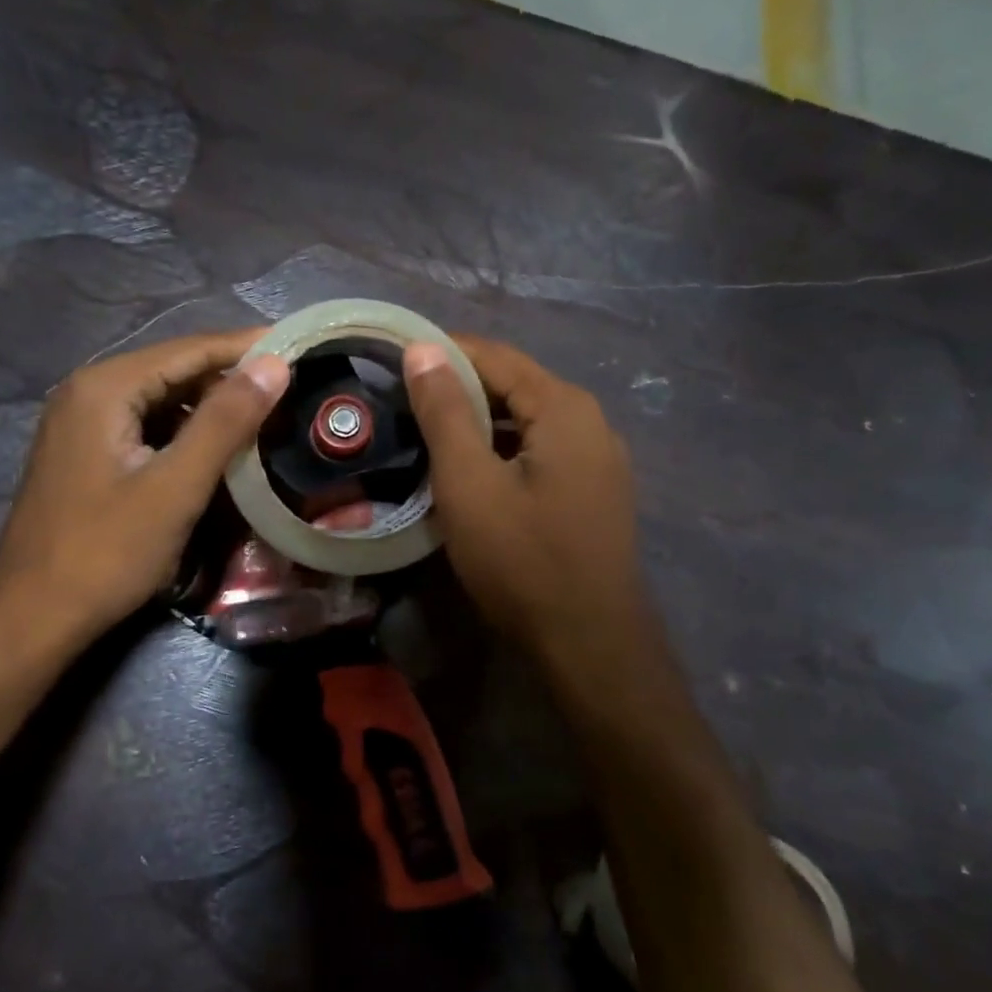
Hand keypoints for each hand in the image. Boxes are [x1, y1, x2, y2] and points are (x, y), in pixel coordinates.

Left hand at [0, 330, 290, 646]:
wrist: (33, 616)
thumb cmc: (106, 551)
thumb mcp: (175, 486)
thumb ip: (226, 421)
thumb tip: (274, 364)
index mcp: (105, 387)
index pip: (190, 350)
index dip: (247, 347)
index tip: (299, 346)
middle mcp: (88, 391)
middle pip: (173, 369)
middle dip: (231, 377)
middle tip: (290, 386)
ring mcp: (81, 423)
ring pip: (161, 399)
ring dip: (210, 406)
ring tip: (264, 415)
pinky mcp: (86, 453)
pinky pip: (146, 425)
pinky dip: (184, 431)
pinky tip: (216, 447)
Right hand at [403, 337, 646, 668]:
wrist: (588, 643)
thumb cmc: (522, 559)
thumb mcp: (469, 482)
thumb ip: (446, 411)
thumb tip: (424, 348)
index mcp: (564, 407)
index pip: (495, 356)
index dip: (442, 352)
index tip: (393, 362)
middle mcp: (590, 422)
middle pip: (515, 386)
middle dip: (458, 388)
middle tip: (402, 403)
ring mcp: (598, 460)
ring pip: (527, 423)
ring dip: (479, 423)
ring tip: (427, 435)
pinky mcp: (593, 493)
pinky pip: (540, 453)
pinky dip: (502, 451)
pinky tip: (471, 472)